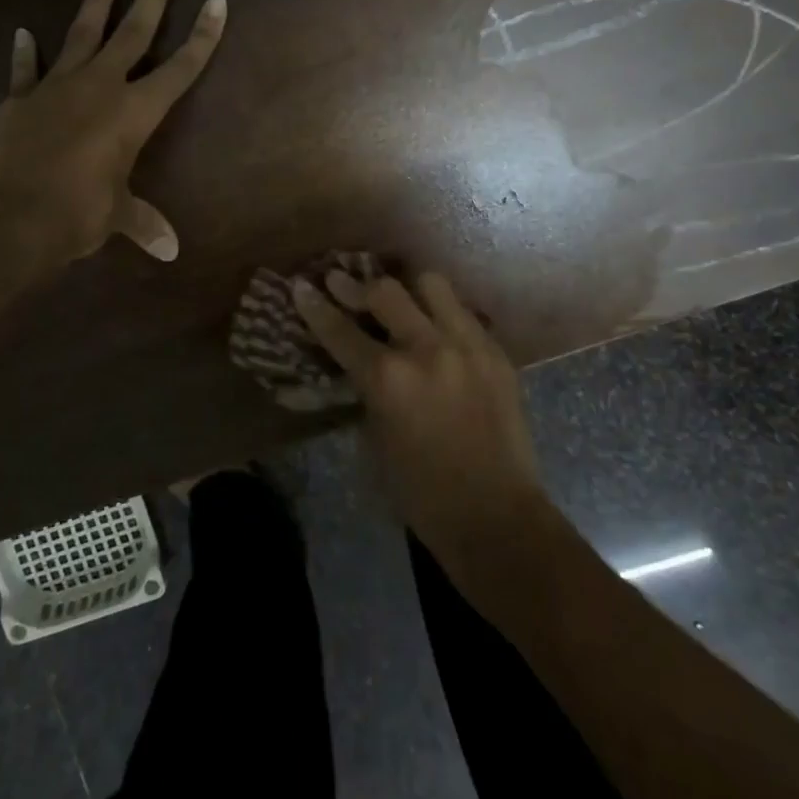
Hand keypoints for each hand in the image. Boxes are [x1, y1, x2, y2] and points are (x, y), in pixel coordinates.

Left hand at [0, 0, 226, 268]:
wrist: (10, 218)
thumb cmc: (78, 214)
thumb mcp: (117, 216)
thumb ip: (143, 223)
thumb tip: (170, 251)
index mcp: (134, 112)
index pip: (180, 67)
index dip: (202, 35)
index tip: (217, 0)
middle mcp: (100, 86)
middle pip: (134, 30)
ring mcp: (57, 87)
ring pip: (83, 31)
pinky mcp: (21, 99)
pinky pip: (27, 70)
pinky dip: (26, 53)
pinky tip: (24, 33)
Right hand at [291, 269, 555, 580]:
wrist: (496, 516)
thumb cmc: (421, 492)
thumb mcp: (376, 438)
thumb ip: (367, 389)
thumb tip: (360, 361)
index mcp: (387, 379)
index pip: (341, 330)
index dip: (315, 306)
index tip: (301, 286)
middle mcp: (426, 349)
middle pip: (385, 291)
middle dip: (356, 285)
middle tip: (342, 283)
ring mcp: (467, 345)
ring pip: (432, 285)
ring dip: (408, 288)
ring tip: (399, 298)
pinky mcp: (496, 352)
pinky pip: (463, 312)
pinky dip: (442, 313)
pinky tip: (436, 327)